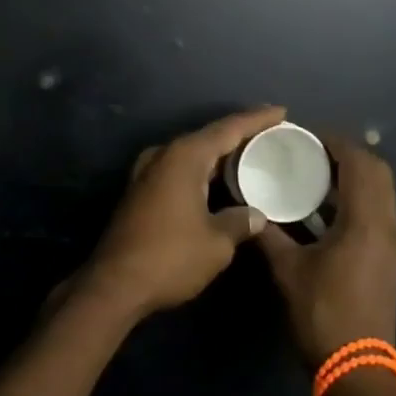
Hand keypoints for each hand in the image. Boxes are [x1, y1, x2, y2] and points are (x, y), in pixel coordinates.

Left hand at [81, 106, 286, 319]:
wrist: (114, 284)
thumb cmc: (170, 257)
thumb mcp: (216, 242)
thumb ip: (240, 221)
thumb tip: (256, 215)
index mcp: (185, 156)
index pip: (228, 128)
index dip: (257, 119)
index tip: (281, 111)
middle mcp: (164, 154)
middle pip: (209, 137)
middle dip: (240, 136)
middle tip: (271, 136)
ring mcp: (148, 172)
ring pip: (193, 154)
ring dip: (220, 156)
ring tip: (251, 157)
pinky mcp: (141, 191)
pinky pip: (180, 169)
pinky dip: (203, 171)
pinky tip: (219, 182)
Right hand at [257, 134, 395, 364]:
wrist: (359, 372)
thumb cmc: (323, 315)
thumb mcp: (288, 271)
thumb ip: (268, 234)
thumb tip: (248, 209)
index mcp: (366, 222)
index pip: (359, 163)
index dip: (335, 143)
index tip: (306, 136)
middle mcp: (386, 226)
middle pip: (377, 171)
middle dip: (348, 154)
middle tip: (312, 151)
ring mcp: (392, 243)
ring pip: (382, 191)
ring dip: (355, 175)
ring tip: (317, 173)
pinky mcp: (389, 258)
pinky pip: (379, 210)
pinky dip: (358, 197)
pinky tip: (327, 208)